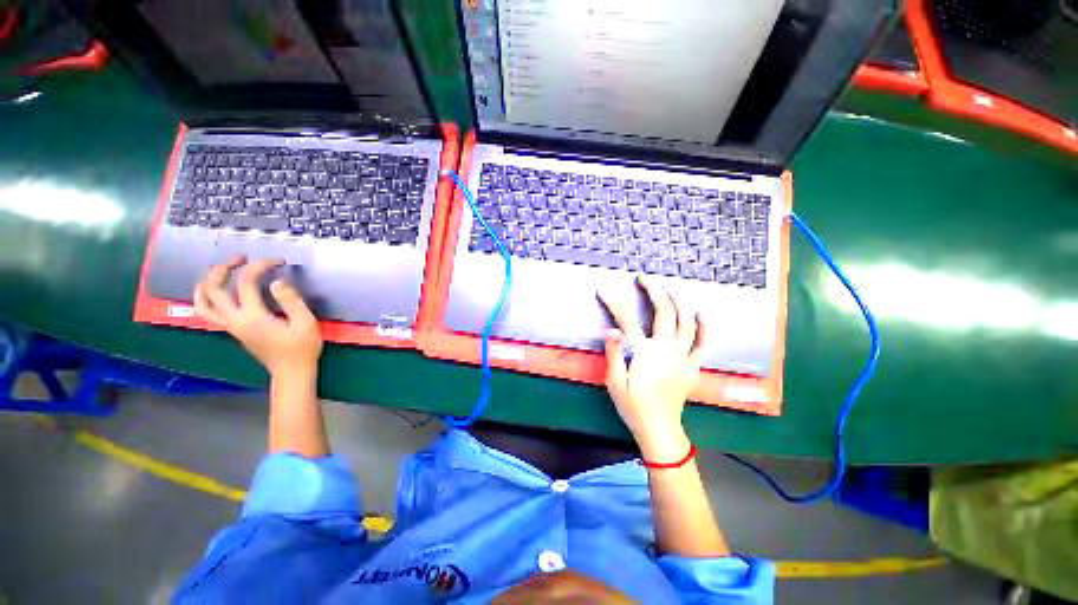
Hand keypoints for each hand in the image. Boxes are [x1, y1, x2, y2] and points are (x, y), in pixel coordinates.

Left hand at [193, 256, 322, 379]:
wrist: (291, 372)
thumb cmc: (302, 348)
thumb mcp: (305, 322)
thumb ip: (291, 301)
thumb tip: (277, 281)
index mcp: (252, 317)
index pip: (247, 282)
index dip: (260, 266)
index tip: (278, 261)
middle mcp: (235, 320)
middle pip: (213, 289)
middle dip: (223, 268)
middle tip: (241, 258)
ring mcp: (231, 327)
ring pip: (202, 303)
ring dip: (206, 283)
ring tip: (219, 271)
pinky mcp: (234, 331)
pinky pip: (209, 311)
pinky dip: (207, 297)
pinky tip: (220, 291)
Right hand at [598, 277, 703, 459]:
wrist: (659, 428)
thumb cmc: (633, 405)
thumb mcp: (614, 381)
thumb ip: (614, 353)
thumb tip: (611, 329)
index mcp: (644, 352)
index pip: (626, 320)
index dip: (614, 302)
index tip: (604, 290)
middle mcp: (665, 349)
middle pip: (663, 312)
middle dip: (654, 291)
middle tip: (644, 279)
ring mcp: (682, 356)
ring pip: (685, 322)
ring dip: (678, 301)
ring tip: (669, 288)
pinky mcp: (692, 366)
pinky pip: (702, 343)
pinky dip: (704, 327)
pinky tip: (701, 313)